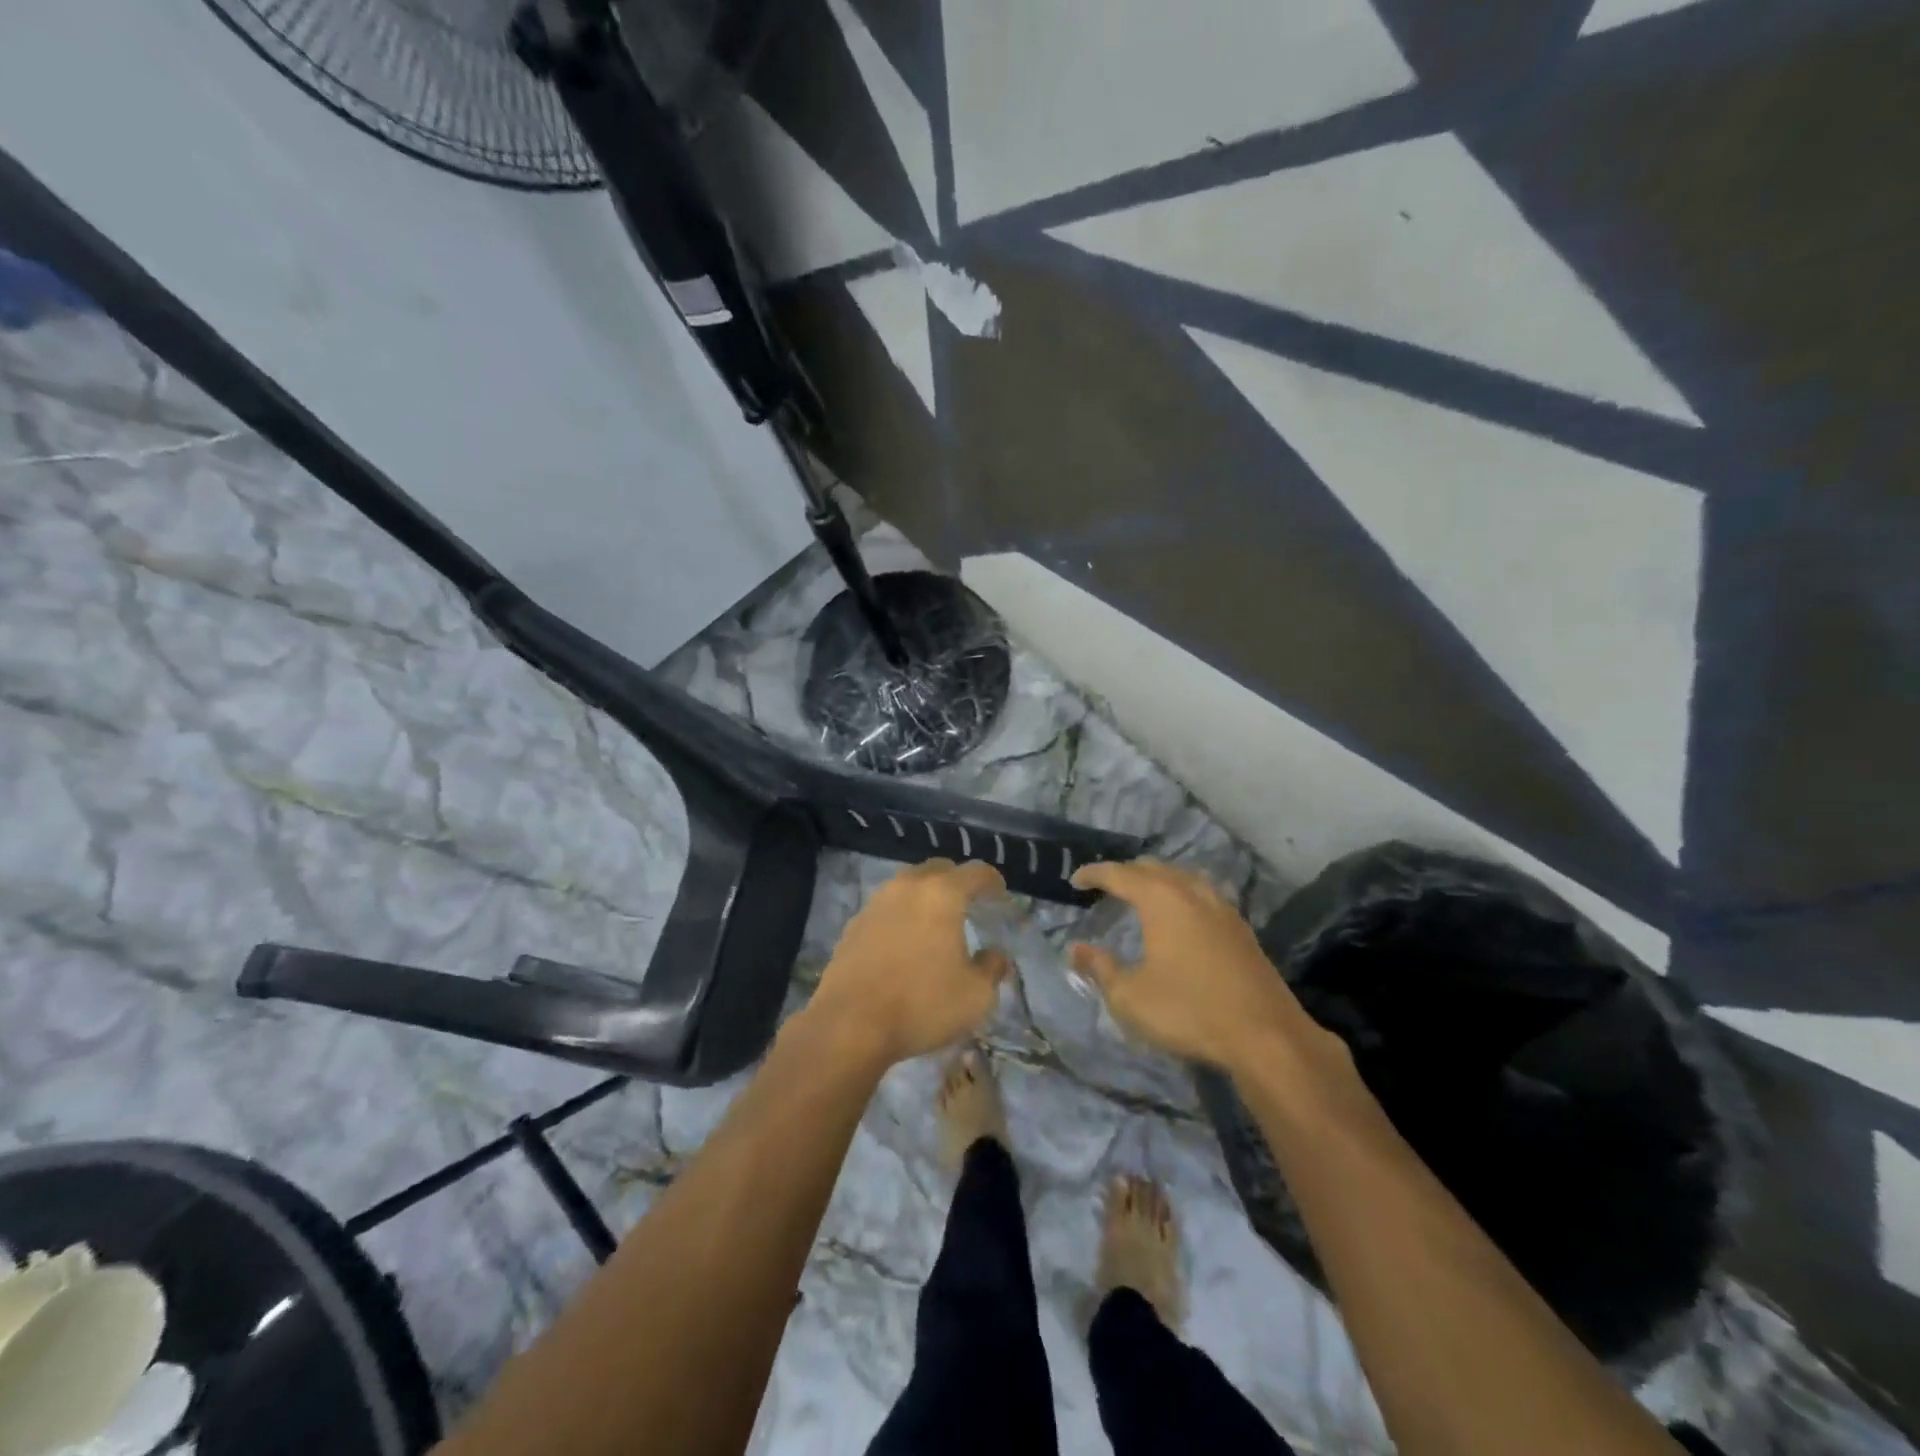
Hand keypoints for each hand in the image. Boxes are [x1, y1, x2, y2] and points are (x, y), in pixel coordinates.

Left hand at [804, 859, 1011, 1067]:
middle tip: (970, 903)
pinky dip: (902, 914)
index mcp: (942, 894)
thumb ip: (992, 968)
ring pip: (908, 885)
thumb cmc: (922, 1004)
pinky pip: (887, 907)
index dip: (992, 881)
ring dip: (926, 895)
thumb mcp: (975, 995)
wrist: (850, 1024)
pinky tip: (906, 940)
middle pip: (938, 869)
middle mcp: (907, 887)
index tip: (1001, 894)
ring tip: (936, 921)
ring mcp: (876, 903)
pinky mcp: (854, 924)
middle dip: (957, 881)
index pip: (975, 872)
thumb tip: (995, 954)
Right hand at [1069, 860, 1340, 1074]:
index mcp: (1161, 900)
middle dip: (1126, 872)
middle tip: (1106, 887)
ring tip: (1143, 894)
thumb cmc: (1189, 1011)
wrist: (1265, 1035)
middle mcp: (1192, 893)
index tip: (1076, 881)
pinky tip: (1183, 915)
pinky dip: (1183, 893)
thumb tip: (1076, 950)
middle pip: (1153, 868)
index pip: (1119, 874)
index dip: (1094, 874)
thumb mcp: (1130, 997)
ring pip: (1183, 876)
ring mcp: (1222, 908)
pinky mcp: (1241, 928)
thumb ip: (1100, 968)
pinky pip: (1204, 893)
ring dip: (1158, 879)